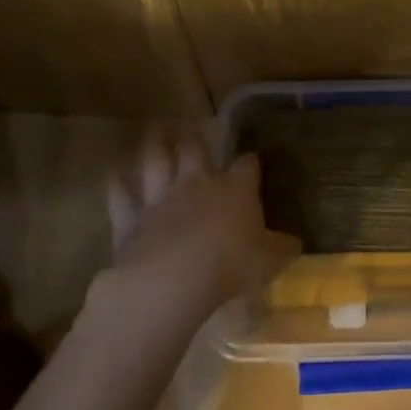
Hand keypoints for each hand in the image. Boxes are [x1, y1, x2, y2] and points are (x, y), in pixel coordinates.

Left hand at [105, 130, 298, 307]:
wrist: (174, 280)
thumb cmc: (232, 267)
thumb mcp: (271, 261)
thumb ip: (282, 248)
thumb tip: (294, 243)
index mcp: (236, 190)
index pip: (246, 166)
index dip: (250, 162)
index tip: (252, 162)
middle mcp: (196, 183)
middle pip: (194, 149)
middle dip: (195, 138)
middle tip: (192, 129)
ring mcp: (160, 197)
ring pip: (155, 160)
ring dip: (155, 144)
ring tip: (156, 131)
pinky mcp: (130, 217)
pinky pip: (120, 194)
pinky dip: (118, 184)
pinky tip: (116, 177)